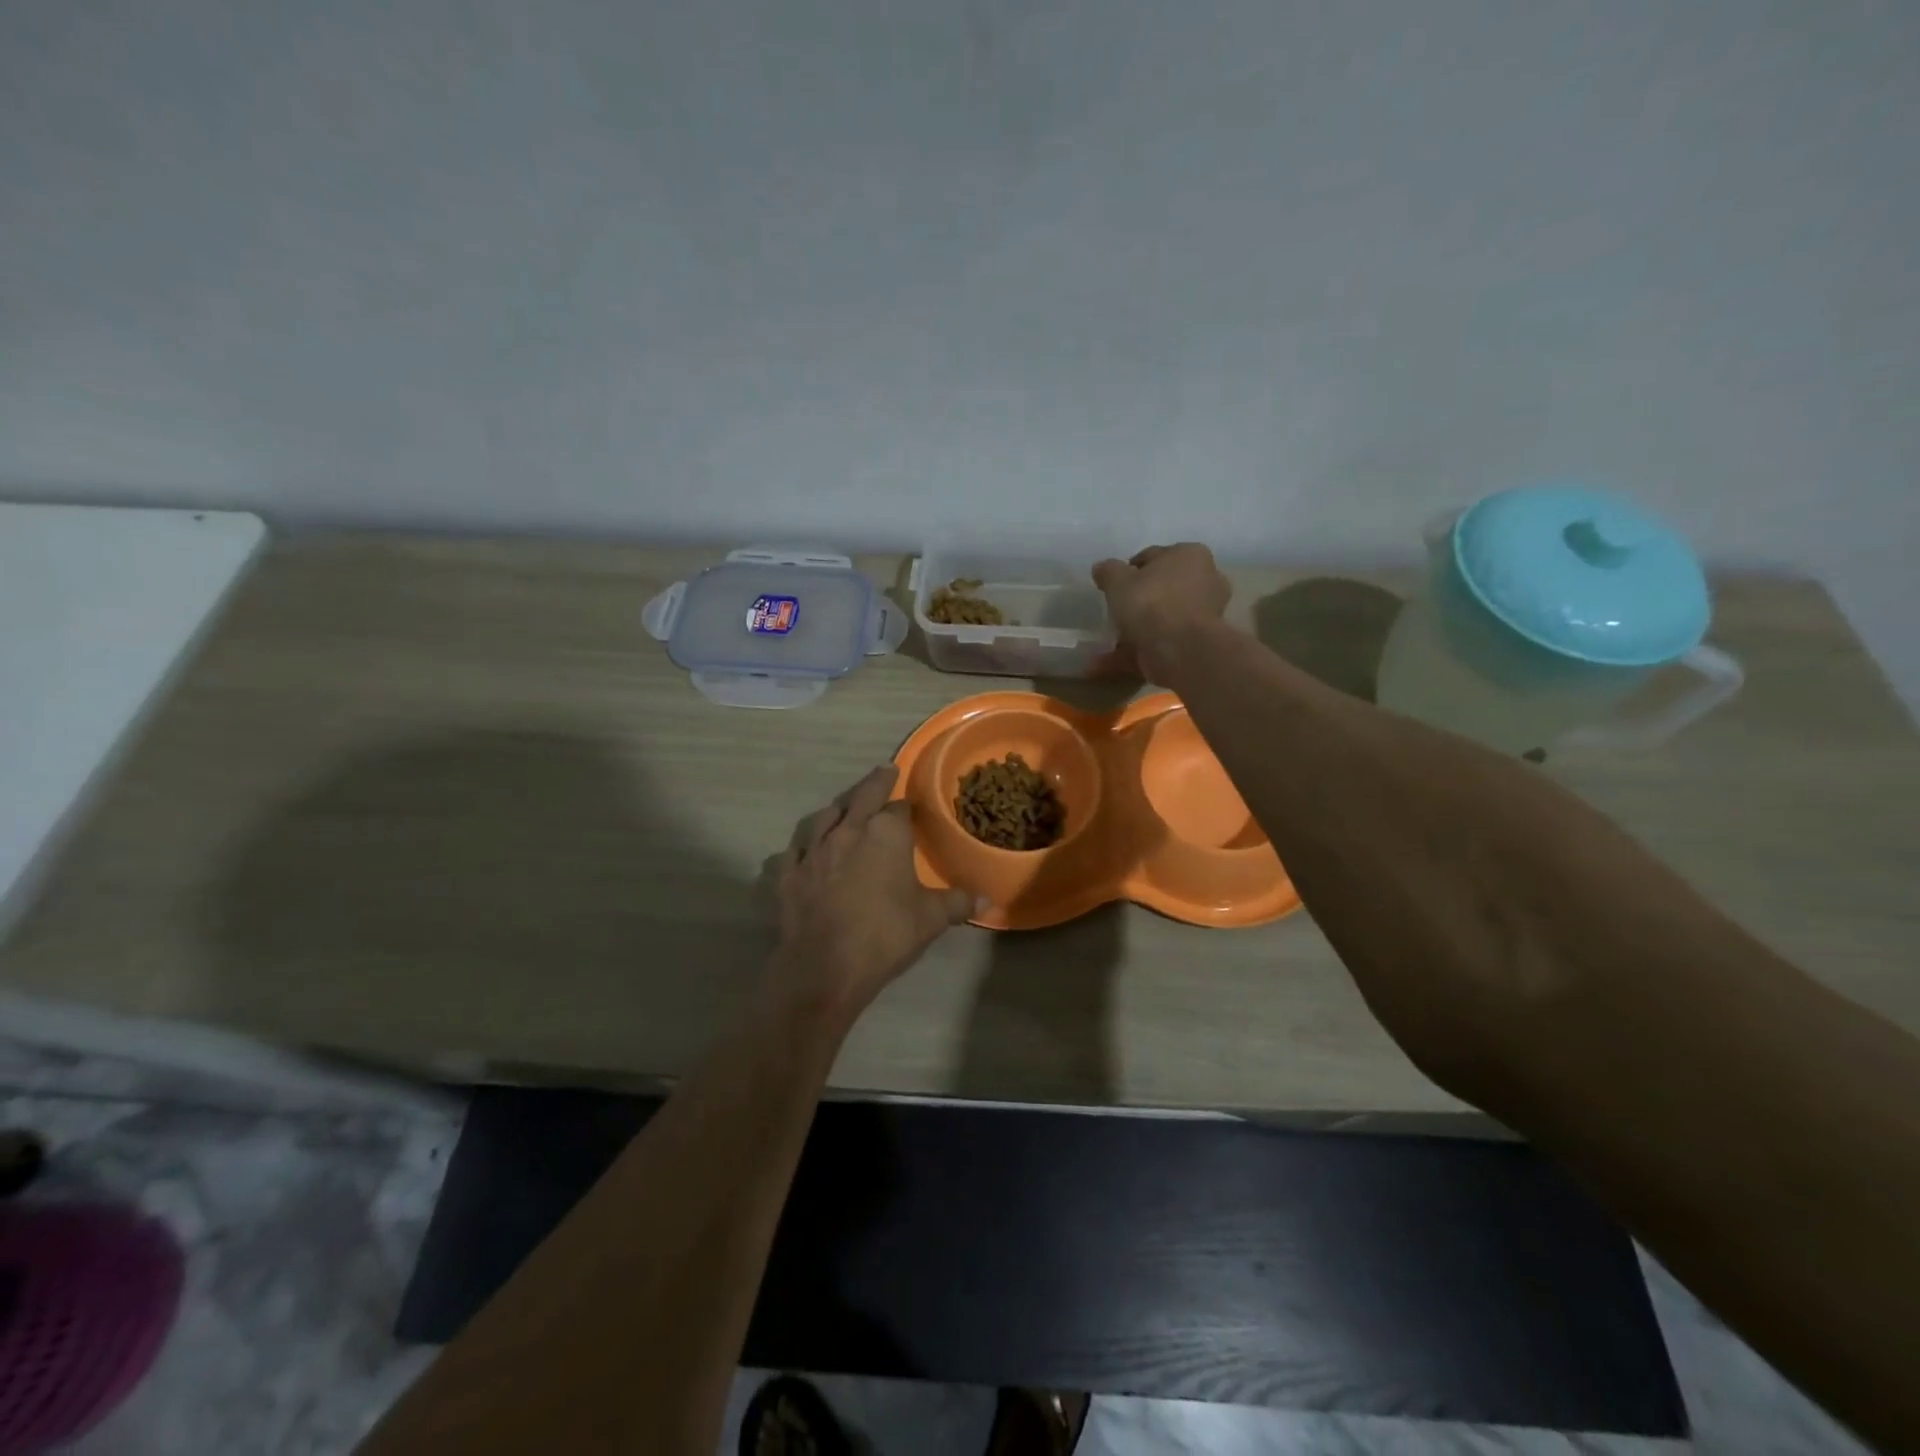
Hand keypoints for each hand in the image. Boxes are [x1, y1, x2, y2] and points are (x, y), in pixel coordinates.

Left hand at [761, 766, 976, 1031]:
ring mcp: (812, 851)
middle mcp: (847, 831)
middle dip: (874, 783)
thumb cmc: (885, 934)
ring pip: (824, 817)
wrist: (825, 966)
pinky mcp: (787, 874)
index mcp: (885, 833)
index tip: (911, 806)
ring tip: (843, 807)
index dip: (907, 806)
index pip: (899, 808)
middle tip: (883, 771)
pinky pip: (794, 851)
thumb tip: (987, 901)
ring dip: (837, 809)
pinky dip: (802, 846)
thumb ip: (958, 903)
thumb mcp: (931, 919)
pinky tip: (804, 851)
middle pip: (861, 797)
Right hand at [1091, 544, 1230, 682]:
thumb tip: (1101, 568)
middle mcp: (1205, 581)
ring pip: (1160, 621)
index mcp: (1190, 555)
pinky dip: (1134, 653)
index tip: (1113, 586)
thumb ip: (1108, 571)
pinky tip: (1105, 662)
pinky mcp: (1195, 645)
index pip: (1154, 557)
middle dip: (1136, 603)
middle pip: (1161, 590)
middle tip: (1113, 612)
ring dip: (1132, 632)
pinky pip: (1159, 644)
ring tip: (1105, 644)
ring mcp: (1203, 616)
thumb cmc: (1151, 602)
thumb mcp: (1118, 580)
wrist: (1180, 650)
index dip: (1130, 571)